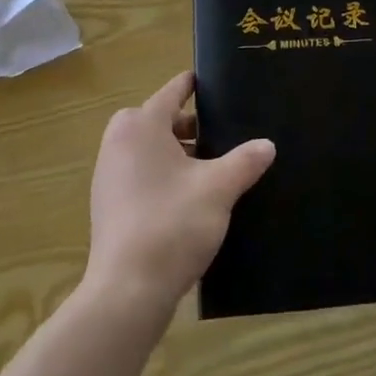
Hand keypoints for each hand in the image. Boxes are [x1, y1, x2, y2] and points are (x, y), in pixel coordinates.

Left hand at [83, 72, 275, 314]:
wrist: (126, 292)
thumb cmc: (172, 224)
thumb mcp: (219, 189)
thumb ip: (245, 161)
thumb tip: (268, 145)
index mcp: (141, 125)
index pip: (173, 90)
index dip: (196, 85)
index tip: (217, 83)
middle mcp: (118, 142)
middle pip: (159, 119)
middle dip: (190, 125)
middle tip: (222, 134)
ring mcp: (108, 175)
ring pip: (149, 148)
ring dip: (177, 153)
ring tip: (211, 168)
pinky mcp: (108, 205)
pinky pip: (139, 174)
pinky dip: (162, 175)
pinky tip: (189, 198)